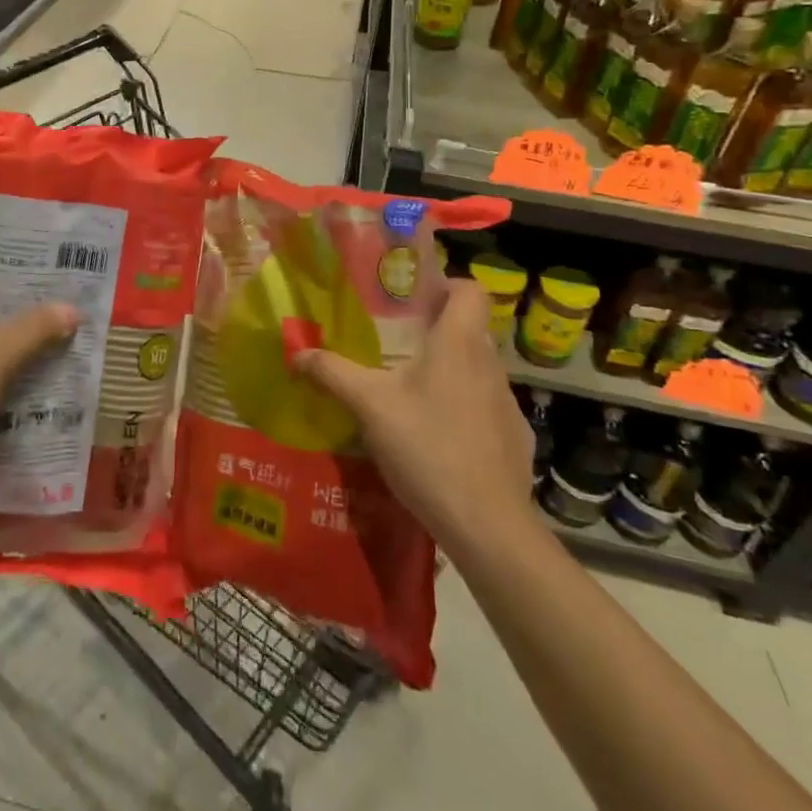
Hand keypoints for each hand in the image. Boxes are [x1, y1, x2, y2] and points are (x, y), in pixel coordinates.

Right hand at [295, 282, 534, 544]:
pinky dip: (463, 409)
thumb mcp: (369, 405)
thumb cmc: (427, 447)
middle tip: (396, 342)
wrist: (487, 525)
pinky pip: (485, 407)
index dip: (445, 285)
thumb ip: (332, 373)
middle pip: (470, 328)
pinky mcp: (515, 439)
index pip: (471, 289)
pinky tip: (437, 437)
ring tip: (410, 391)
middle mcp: (490, 365)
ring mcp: (508, 404)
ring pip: (477, 369)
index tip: (412, 299)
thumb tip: (297, 352)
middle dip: (436, 329)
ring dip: (449, 370)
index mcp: (460, 343)